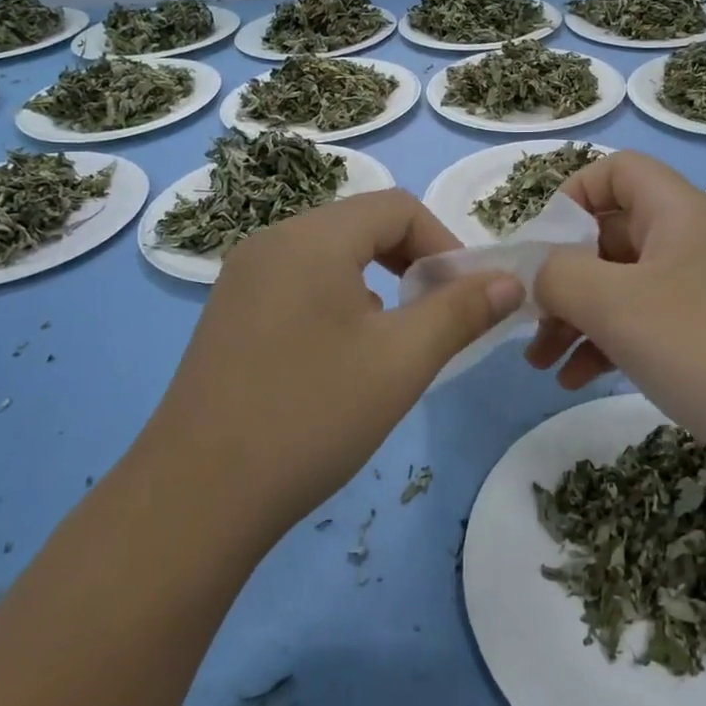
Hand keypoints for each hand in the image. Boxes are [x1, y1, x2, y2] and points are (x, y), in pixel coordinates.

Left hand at [151, 191, 524, 530]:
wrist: (196, 498)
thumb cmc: (311, 416)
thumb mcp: (401, 361)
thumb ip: (461, 311)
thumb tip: (509, 281)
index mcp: (312, 238)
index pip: (398, 207)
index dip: (445, 244)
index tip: (466, 298)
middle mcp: (272, 242)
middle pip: (362, 225)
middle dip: (413, 261)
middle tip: (438, 316)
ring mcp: (244, 277)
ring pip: (331, 255)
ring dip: (377, 282)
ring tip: (393, 340)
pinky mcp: (230, 313)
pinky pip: (300, 282)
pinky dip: (339, 300)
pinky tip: (341, 357)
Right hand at [528, 151, 705, 438]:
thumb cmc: (705, 348)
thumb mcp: (615, 304)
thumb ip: (558, 275)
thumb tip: (537, 274)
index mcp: (676, 212)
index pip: (617, 171)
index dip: (572, 196)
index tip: (540, 246)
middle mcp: (690, 241)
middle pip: (609, 234)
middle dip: (561, 275)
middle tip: (527, 318)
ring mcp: (702, 291)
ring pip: (621, 285)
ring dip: (575, 317)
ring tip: (539, 362)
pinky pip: (643, 324)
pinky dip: (606, 343)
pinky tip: (575, 379)